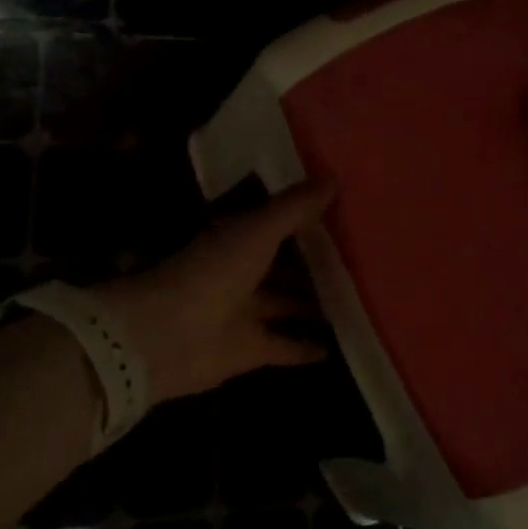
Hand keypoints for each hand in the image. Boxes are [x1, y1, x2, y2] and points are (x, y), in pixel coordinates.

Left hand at [95, 178, 338, 403]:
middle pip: (286, 265)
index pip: (279, 221)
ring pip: (287, 304)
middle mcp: (242, 271)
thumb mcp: (258, 230)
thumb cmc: (213, 272)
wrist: (166, 336)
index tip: (345, 210)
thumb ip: (294, 208)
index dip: (308, 215)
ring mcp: (244, 312)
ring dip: (314, 304)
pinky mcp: (248, 350)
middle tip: (362, 259)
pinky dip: (305, 347)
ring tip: (359, 300)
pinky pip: (284, 346)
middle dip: (316, 262)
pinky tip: (334, 347)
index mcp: (239, 237)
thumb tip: (334, 178)